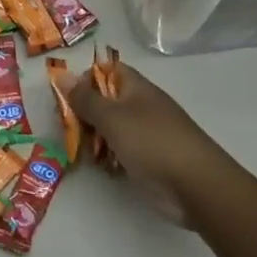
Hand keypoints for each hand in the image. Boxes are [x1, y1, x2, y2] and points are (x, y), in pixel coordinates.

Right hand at [69, 62, 239, 227]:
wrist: (195, 186)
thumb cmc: (151, 142)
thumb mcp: (112, 117)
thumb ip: (85, 98)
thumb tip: (62, 74)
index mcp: (137, 88)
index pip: (108, 71)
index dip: (86, 78)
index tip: (67, 96)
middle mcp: (141, 107)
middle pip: (105, 101)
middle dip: (84, 114)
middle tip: (69, 128)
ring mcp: (146, 135)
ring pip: (110, 129)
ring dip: (94, 139)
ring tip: (84, 151)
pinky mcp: (148, 160)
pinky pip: (120, 152)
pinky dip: (109, 159)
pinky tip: (103, 168)